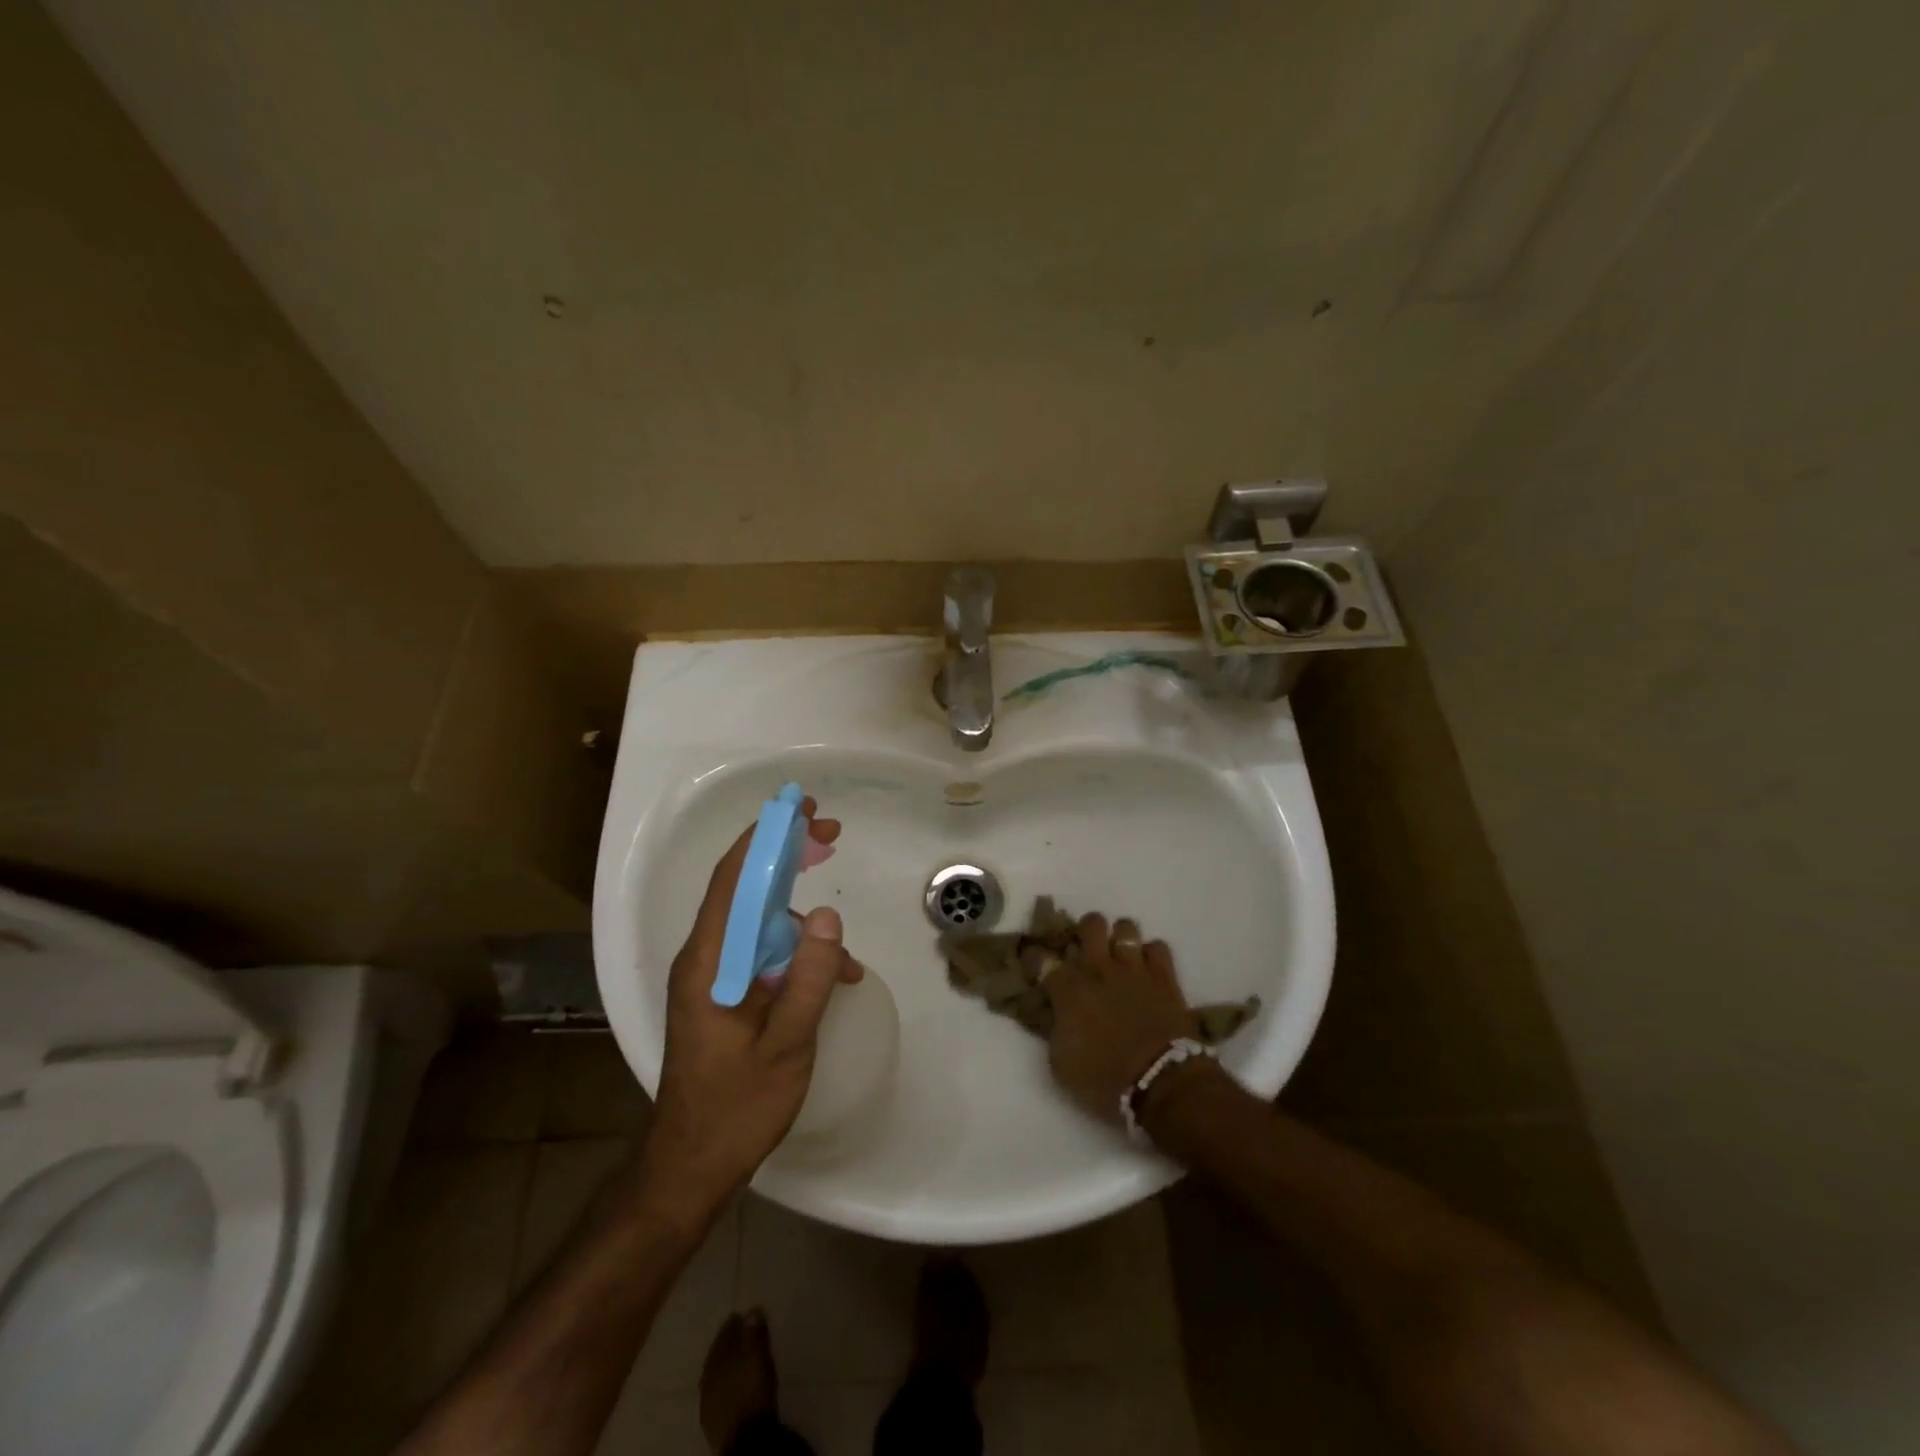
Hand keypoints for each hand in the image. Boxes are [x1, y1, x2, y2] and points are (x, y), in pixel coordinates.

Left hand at [638, 799, 861, 1216]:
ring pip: (759, 922)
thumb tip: (827, 916)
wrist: (691, 1166)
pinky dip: (798, 956)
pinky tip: (836, 980)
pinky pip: (764, 956)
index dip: (765, 836)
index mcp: (708, 961)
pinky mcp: (726, 994)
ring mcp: (714, 976)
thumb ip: (807, 978)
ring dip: (800, 917)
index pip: (732, 879)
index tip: (799, 808)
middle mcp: (705, 957)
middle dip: (786, 856)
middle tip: (830, 832)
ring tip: (844, 944)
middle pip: (744, 887)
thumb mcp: (785, 1044)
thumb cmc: (735, 1107)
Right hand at [1046, 913, 1198, 1124]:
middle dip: (1086, 932)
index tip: (1036, 963)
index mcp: (1068, 991)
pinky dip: (1152, 955)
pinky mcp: (1164, 977)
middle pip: (1090, 925)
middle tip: (1087, 950)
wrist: (1161, 1084)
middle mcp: (1099, 970)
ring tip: (1121, 955)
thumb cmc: (1105, 1081)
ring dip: (1121, 939)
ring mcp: (1134, 969)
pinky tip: (1149, 969)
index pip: (1041, 958)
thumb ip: (1056, 1031)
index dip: (1035, 957)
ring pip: (1125, 927)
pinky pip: (1158, 946)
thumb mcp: (1061, 1065)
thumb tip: (1058, 1015)